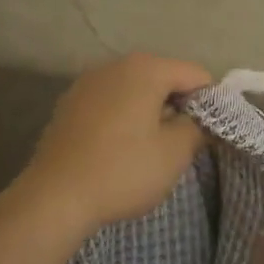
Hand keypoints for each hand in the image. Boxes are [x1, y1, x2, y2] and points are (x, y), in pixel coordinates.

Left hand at [8, 53, 212, 239]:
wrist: (54, 197)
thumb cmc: (123, 171)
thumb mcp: (174, 153)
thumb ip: (198, 128)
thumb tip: (202, 119)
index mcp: (146, 68)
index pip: (196, 75)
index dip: (209, 104)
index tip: (205, 136)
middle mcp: (115, 65)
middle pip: (164, 78)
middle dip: (178, 107)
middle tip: (179, 146)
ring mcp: (88, 83)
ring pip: (136, 91)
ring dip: (150, 113)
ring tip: (148, 150)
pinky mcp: (69, 104)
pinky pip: (110, 104)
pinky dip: (122, 119)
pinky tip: (118, 150)